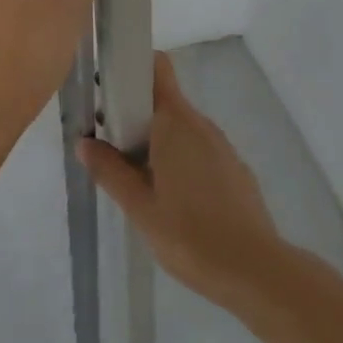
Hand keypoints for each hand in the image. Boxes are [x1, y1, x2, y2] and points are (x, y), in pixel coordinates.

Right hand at [79, 52, 284, 310]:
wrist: (258, 274)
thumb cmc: (191, 235)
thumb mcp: (139, 207)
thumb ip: (109, 171)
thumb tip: (85, 143)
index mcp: (175, 121)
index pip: (156, 67)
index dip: (132, 68)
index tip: (108, 91)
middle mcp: (200, 124)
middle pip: (163, 100)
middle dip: (135, 116)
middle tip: (112, 148)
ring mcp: (222, 147)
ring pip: (180, 128)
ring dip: (157, 142)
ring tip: (139, 181)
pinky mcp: (235, 171)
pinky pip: (199, 151)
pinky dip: (181, 161)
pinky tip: (174, 202)